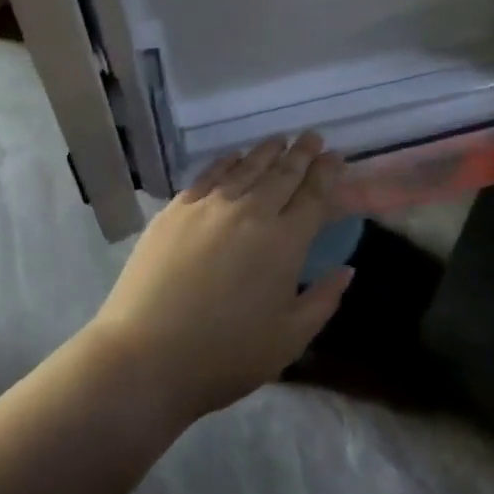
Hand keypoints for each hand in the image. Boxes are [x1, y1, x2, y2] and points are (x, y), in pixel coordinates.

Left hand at [89, 132, 351, 420]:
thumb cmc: (226, 355)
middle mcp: (251, 212)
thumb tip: (347, 269)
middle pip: (282, 173)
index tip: (335, 155)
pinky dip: (227, 161)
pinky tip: (234, 157)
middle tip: (312, 136)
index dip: (326, 172)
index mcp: (285, 241)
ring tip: (279, 139)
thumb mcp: (289, 338)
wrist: (146, 357)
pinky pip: (209, 175)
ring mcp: (209, 206)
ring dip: (267, 151)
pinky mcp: (176, 210)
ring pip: (246, 167)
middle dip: (301, 152)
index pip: (313, 195)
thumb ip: (323, 299)